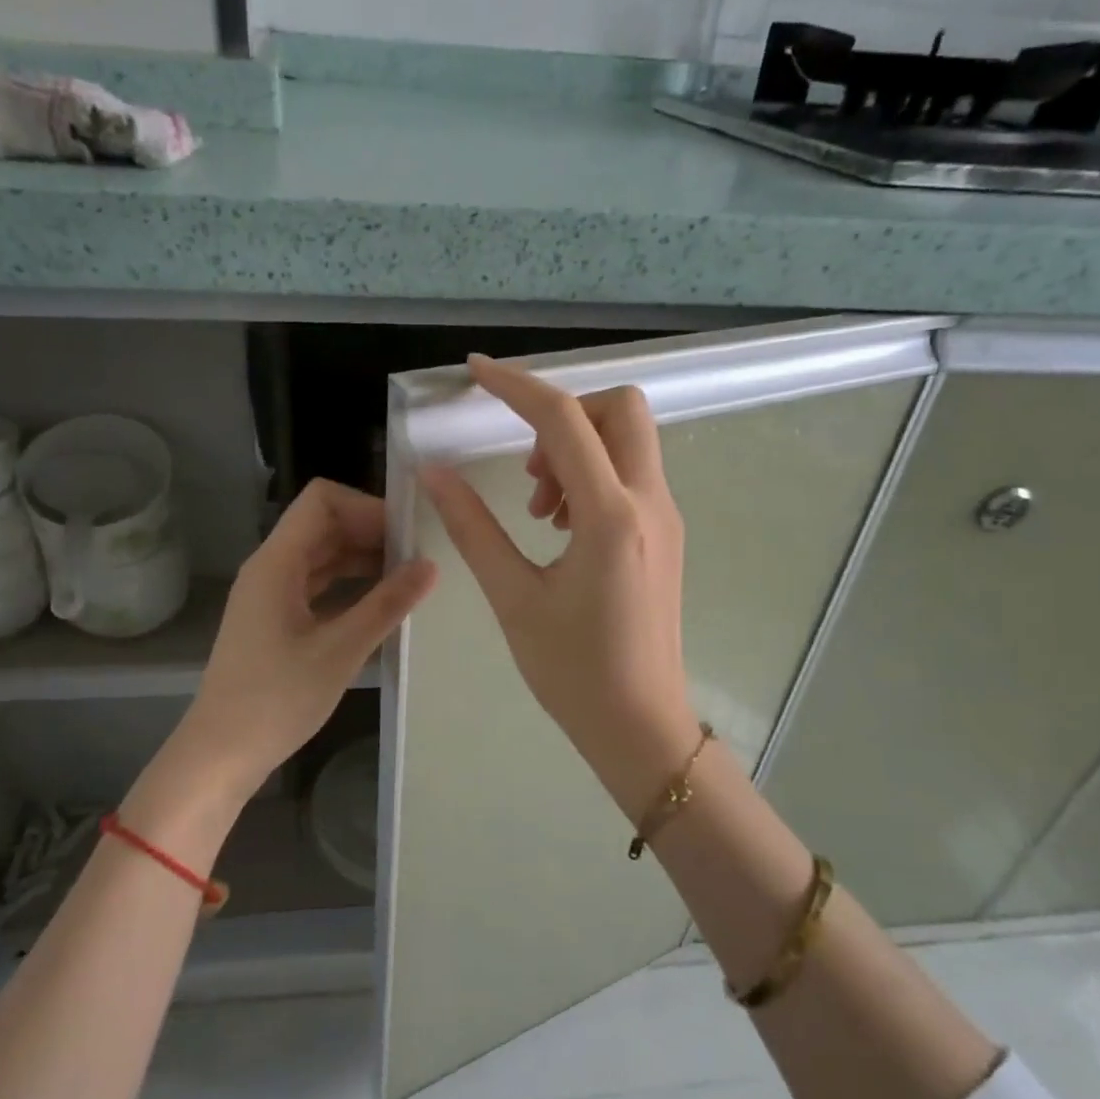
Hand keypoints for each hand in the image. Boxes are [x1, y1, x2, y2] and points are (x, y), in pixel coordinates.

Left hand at [176, 479, 436, 798]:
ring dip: (364, 559)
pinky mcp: (276, 619)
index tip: (406, 534)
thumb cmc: (276, 700)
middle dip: (372, 533)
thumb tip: (429, 567)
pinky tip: (382, 605)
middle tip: (419, 557)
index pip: (322, 501)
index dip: (366, 507)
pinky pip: (318, 584)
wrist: (221, 753)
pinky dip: (350, 585)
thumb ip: (386, 604)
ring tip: (409, 579)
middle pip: (324, 525)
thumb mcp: (340, 651)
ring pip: (323, 555)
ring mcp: (272, 594)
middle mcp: (271, 568)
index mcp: (277, 563)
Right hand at [421, 355, 699, 813]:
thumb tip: (435, 473)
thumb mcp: (514, 598)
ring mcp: (665, 518)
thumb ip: (473, 528)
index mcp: (611, 516)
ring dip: (576, 449)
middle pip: (620, 409)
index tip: (476, 373)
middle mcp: (649, 503)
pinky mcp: (664, 535)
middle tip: (525, 469)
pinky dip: (592, 476)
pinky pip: (631, 474)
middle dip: (564, 415)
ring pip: (628, 440)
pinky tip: (560, 528)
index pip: (564, 421)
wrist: (640, 725)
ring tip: (536, 510)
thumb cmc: (573, 671)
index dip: (516, 386)